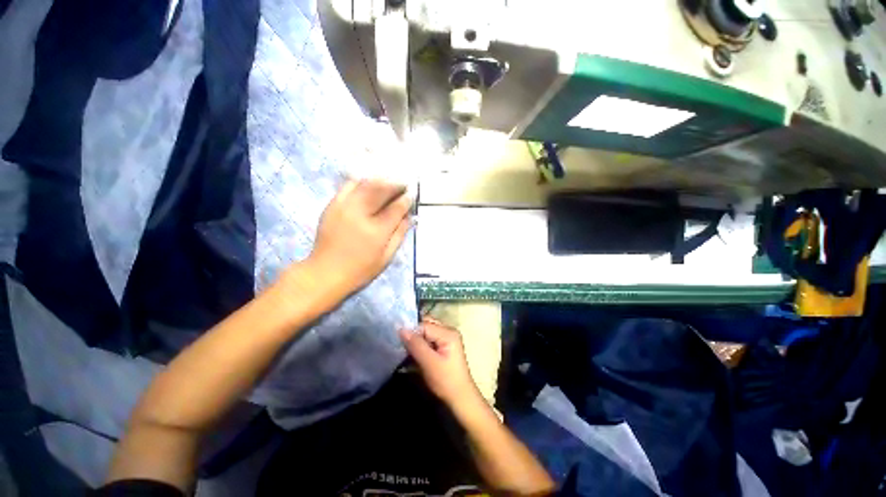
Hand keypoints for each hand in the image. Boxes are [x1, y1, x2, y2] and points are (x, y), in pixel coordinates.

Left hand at [307, 179, 411, 298]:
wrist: (325, 273)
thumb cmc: (361, 269)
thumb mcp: (386, 257)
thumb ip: (399, 234)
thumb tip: (409, 217)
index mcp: (377, 230)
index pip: (396, 208)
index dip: (406, 199)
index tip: (412, 194)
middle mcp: (360, 214)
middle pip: (381, 190)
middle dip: (395, 185)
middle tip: (403, 185)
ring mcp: (344, 207)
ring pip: (365, 184)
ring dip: (380, 181)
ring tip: (389, 183)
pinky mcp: (332, 205)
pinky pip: (348, 186)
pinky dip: (361, 182)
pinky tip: (369, 185)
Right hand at [399, 318, 481, 407]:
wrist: (460, 398)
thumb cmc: (446, 381)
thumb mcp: (429, 363)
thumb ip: (416, 345)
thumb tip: (401, 329)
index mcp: (448, 332)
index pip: (424, 325)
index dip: (411, 332)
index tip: (399, 341)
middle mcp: (448, 331)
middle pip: (426, 325)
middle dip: (413, 334)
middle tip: (401, 345)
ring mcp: (447, 338)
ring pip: (426, 332)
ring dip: (416, 340)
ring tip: (405, 350)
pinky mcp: (444, 346)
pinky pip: (428, 339)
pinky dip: (420, 345)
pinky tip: (413, 353)